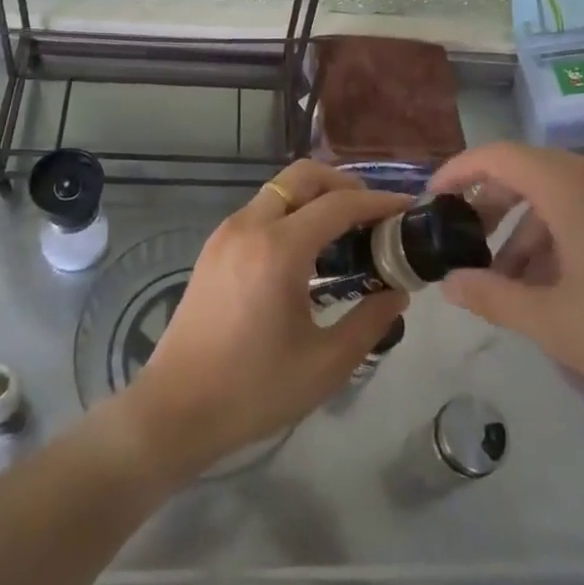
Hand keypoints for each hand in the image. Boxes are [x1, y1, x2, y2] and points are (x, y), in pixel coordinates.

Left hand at [121, 160, 408, 477]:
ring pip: (279, 190)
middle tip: (373, 213)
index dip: (379, 202)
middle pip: (303, 176)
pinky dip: (291, 212)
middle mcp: (250, 225)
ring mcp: (226, 233)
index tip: (408, 208)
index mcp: (279, 248)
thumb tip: (397, 292)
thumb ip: (369, 321)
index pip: (339, 204)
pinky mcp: (214, 247)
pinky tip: (307, 250)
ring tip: (346, 232)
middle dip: (344, 183)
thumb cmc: (254, 390)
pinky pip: (261, 210)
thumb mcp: (325, 364)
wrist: (175, 408)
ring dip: (315, 197)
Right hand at [432, 143, 583, 432]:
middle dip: (492, 203)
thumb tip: (449, 282)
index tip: (434, 197)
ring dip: (529, 227)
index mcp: (573, 188)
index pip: (499, 155)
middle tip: (470, 240)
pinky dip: (564, 232)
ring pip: (563, 193)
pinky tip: (564, 281)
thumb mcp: (554, 322)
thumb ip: (493, 297)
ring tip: (516, 278)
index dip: (459, 170)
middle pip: (530, 171)